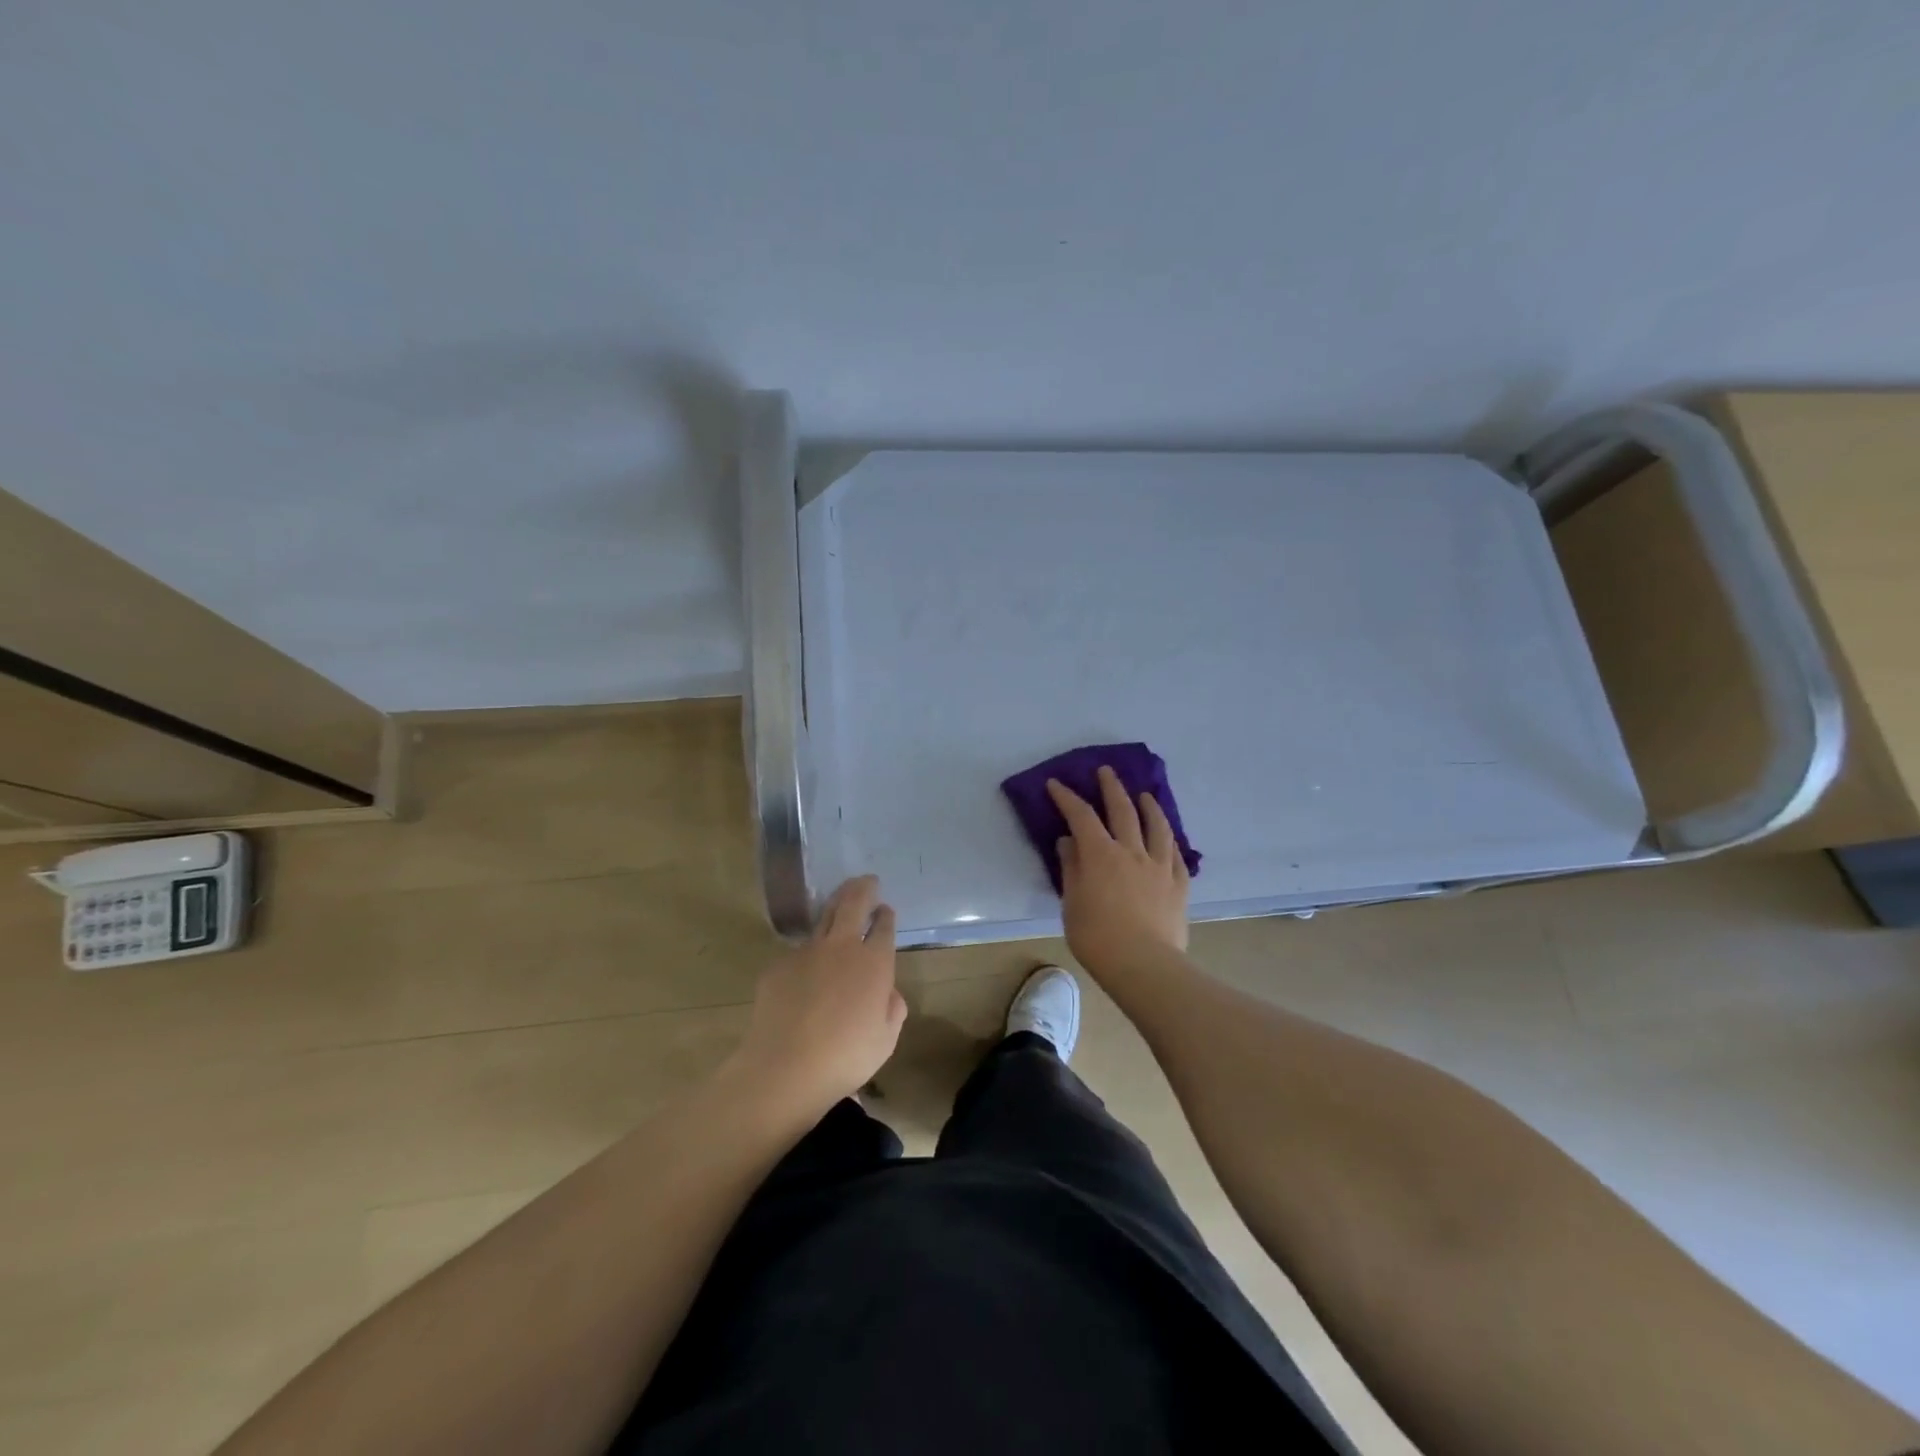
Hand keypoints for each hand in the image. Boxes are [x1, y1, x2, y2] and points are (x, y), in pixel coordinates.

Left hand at [726, 876, 907, 1117]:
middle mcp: (842, 947)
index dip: (886, 915)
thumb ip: (892, 1010)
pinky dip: (808, 951)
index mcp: (875, 963)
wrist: (785, 1067)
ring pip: (824, 917)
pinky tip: (806, 965)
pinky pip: (798, 951)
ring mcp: (807, 952)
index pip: (884, 927)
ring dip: (836, 904)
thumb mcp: (885, 1040)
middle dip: (863, 888)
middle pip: (854, 904)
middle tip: (868, 880)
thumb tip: (888, 993)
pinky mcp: (779, 965)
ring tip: (840, 898)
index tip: (886, 909)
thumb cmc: (845, 1058)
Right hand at [1047, 767, 1190, 973]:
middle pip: (1123, 811)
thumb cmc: (1097, 937)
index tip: (1057, 784)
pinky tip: (1169, 838)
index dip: (1068, 798)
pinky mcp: (1179, 885)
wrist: (1144, 965)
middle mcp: (1132, 852)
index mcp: (1100, 855)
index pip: (1082, 816)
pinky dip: (1170, 842)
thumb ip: (1072, 869)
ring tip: (1146, 795)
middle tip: (1106, 771)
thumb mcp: (1072, 903)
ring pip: (1157, 828)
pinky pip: (1177, 856)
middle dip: (1112, 788)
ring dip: (1150, 807)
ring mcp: (1160, 867)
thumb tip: (1069, 842)